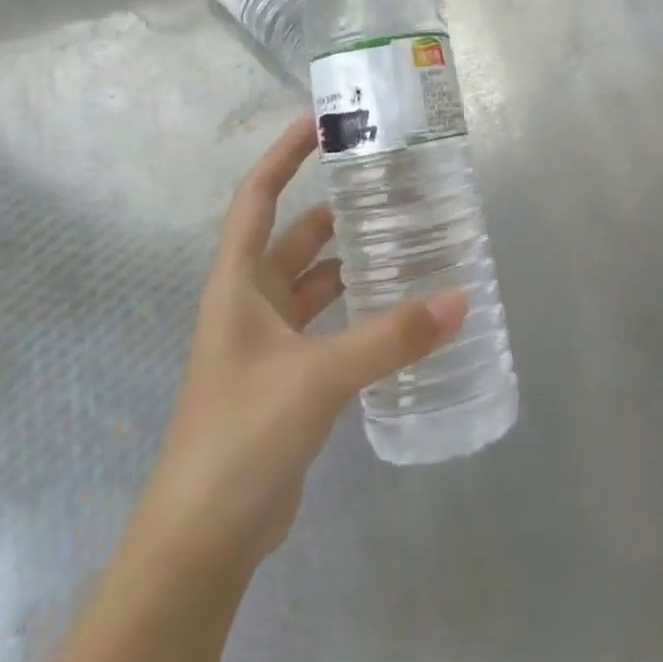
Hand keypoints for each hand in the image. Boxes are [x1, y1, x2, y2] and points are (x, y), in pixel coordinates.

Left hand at [131, 115, 467, 577]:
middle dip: (332, 208)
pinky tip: (395, 310)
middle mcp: (248, 303)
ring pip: (313, 282)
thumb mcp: (319, 378)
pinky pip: (325, 323)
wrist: (202, 540)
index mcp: (237, 284)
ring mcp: (266, 342)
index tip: (321, 120)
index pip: (259, 197)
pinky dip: (355, 309)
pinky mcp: (287, 377)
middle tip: (385, 187)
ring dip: (349, 261)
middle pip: (293, 236)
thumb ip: (391, 338)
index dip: (284, 154)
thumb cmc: (241, 437)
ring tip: (402, 241)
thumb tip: (460, 301)